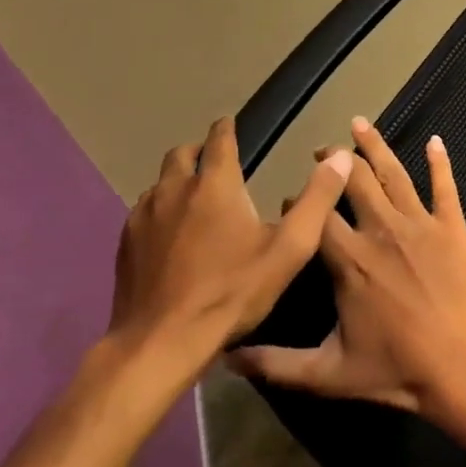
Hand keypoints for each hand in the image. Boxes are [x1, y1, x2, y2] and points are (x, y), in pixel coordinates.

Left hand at [107, 117, 351, 390]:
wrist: (161, 342)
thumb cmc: (232, 292)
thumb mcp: (289, 249)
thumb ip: (317, 199)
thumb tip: (340, 157)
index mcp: (215, 185)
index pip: (219, 140)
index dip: (226, 129)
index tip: (229, 124)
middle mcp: (174, 190)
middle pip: (181, 154)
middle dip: (199, 151)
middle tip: (214, 160)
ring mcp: (143, 217)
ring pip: (159, 183)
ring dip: (177, 181)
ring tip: (194, 198)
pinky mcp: (124, 243)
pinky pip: (143, 211)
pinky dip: (159, 210)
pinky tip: (169, 233)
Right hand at [228, 117, 465, 420]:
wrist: (462, 365)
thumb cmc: (396, 369)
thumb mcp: (328, 373)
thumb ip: (276, 364)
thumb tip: (226, 358)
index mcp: (349, 260)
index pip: (317, 217)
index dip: (301, 204)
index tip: (289, 199)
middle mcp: (382, 230)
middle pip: (354, 183)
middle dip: (335, 162)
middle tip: (324, 150)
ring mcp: (420, 224)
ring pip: (394, 174)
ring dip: (376, 146)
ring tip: (360, 124)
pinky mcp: (452, 227)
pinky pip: (444, 186)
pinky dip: (439, 162)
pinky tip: (435, 141)